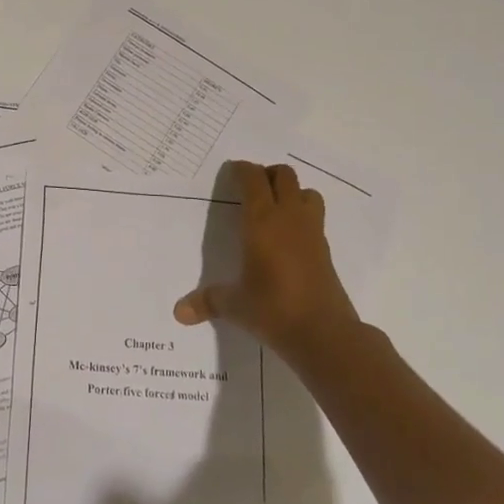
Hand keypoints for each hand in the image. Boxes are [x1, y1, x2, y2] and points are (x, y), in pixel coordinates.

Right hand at [173, 160, 362, 359]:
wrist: (324, 333)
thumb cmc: (273, 309)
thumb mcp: (234, 305)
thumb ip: (207, 301)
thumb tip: (178, 313)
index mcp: (262, 221)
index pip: (253, 180)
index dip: (242, 170)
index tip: (231, 172)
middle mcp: (288, 218)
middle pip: (284, 176)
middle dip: (268, 174)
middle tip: (251, 187)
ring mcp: (312, 232)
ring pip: (306, 192)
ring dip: (291, 192)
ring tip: (274, 208)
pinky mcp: (325, 250)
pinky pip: (314, 217)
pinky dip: (301, 215)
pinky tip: (287, 237)